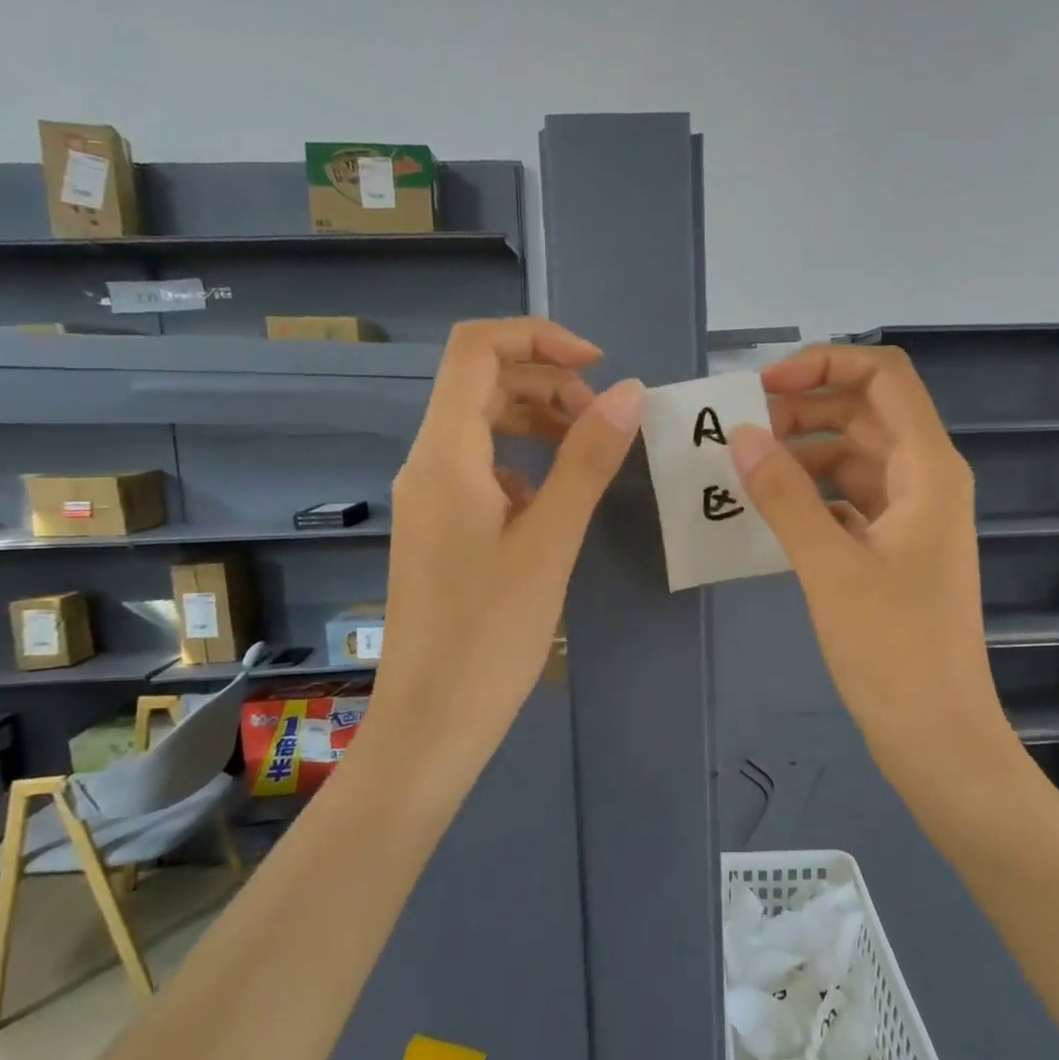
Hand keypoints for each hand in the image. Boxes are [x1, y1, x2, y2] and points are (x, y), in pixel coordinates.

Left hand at [372, 317, 643, 734]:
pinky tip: (554, 499)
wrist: (432, 722)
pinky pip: (482, 465)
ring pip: (482, 422)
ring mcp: (430, 495)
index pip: (476, 349)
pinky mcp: (441, 525)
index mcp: (445, 454)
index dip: (539, 337)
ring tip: (589, 450)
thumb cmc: (491, 634)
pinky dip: (524, 460)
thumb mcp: (550, 540)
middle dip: (547, 382)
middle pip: (482, 381)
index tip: (599, 367)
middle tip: (603, 421)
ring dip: (538, 418)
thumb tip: (630, 392)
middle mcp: (428, 462)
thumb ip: (588, 460)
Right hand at [728, 345, 1006, 758]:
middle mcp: (925, 479)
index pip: (883, 377)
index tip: (764, 387)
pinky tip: (770, 509)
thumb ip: (784, 494)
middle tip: (741, 432)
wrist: (937, 736)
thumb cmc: (892, 649)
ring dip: (803, 453)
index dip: (825, 364)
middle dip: (803, 409)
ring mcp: (911, 515)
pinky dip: (811, 494)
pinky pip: (849, 499)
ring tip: (745, 469)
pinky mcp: (894, 548)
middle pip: (864, 413)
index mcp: (927, 468)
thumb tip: (742, 434)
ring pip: (854, 457)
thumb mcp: (829, 566)